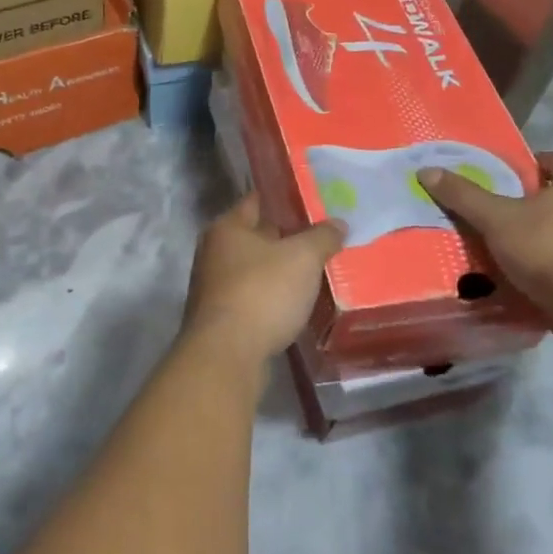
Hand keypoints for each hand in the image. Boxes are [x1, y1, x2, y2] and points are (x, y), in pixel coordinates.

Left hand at [183, 194, 345, 371]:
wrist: (227, 355)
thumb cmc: (262, 292)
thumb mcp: (302, 258)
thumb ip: (322, 237)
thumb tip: (338, 224)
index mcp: (227, 227)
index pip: (258, 200)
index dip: (285, 198)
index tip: (313, 201)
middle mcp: (214, 251)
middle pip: (256, 235)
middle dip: (287, 236)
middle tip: (322, 237)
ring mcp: (214, 286)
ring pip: (255, 268)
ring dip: (280, 270)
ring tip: (315, 270)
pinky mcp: (221, 317)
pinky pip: (253, 296)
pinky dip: (272, 296)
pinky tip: (296, 303)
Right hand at [418, 151, 552, 328]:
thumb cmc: (550, 250)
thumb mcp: (496, 220)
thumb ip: (464, 196)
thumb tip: (426, 170)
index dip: (531, 165)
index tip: (505, 178)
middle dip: (536, 203)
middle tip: (502, 214)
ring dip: (550, 236)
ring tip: (514, 249)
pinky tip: (537, 278)